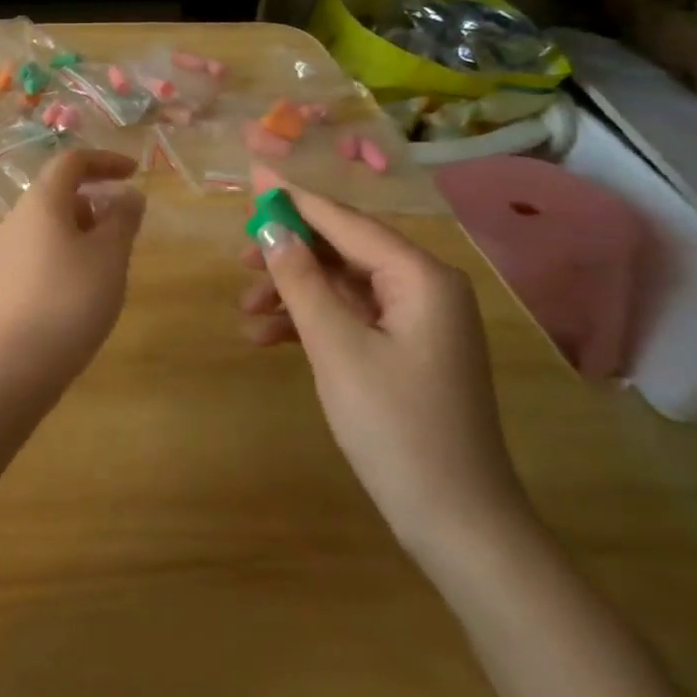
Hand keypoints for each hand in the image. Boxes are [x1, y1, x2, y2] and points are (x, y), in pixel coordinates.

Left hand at [0, 149, 145, 396]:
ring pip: (50, 223)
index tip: (135, 172)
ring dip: (83, 228)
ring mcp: (6, 249)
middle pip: (59, 192)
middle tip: (126, 228)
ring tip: (110, 262)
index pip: (71, 161)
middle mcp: (17, 217)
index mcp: (41, 201)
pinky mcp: (5, 279)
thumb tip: (128, 195)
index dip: (105, 161)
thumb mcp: (110, 255)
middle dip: (96, 200)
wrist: (16, 363)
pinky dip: (67, 250)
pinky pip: (41, 248)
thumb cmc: (71, 299)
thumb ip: (123, 218)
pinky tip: (84, 285)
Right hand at [239, 164, 529, 558]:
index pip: (346, 221)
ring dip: (293, 293)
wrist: (457, 522)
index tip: (252, 174)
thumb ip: (301, 280)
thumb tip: (270, 227)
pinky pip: (351, 317)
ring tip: (245, 311)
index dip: (294, 198)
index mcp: (421, 276)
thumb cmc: (395, 426)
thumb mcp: (336, 347)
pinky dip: (310, 322)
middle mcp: (425, 287)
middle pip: (344, 250)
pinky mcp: (407, 351)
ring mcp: (418, 321)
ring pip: (342, 285)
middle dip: (289, 253)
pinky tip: (268, 339)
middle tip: (239, 260)